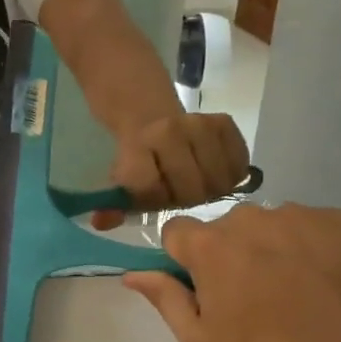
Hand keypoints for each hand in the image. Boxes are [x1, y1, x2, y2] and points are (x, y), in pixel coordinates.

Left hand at [95, 111, 250, 228]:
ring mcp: (200, 123)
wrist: (150, 118)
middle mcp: (169, 130)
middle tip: (178, 195)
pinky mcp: (224, 122)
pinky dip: (230, 176)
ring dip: (210, 190)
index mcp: (137, 143)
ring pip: (219, 181)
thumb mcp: (121, 180)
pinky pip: (239, 166)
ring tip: (196, 185)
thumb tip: (101, 223)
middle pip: (191, 191)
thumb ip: (113, 205)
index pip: (150, 188)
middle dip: (185, 200)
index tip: (153, 199)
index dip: (155, 201)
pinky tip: (215, 173)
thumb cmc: (138, 160)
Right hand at [124, 203, 340, 341]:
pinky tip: (322, 277)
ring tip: (295, 287)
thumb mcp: (202, 339)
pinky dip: (308, 244)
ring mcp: (292, 213)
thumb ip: (164, 299)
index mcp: (209, 245)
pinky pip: (307, 224)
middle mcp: (245, 217)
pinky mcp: (332, 218)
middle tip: (254, 295)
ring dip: (269, 247)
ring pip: (266, 224)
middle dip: (229, 253)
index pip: (176, 231)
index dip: (184, 257)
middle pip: (223, 228)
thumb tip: (132, 274)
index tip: (203, 285)